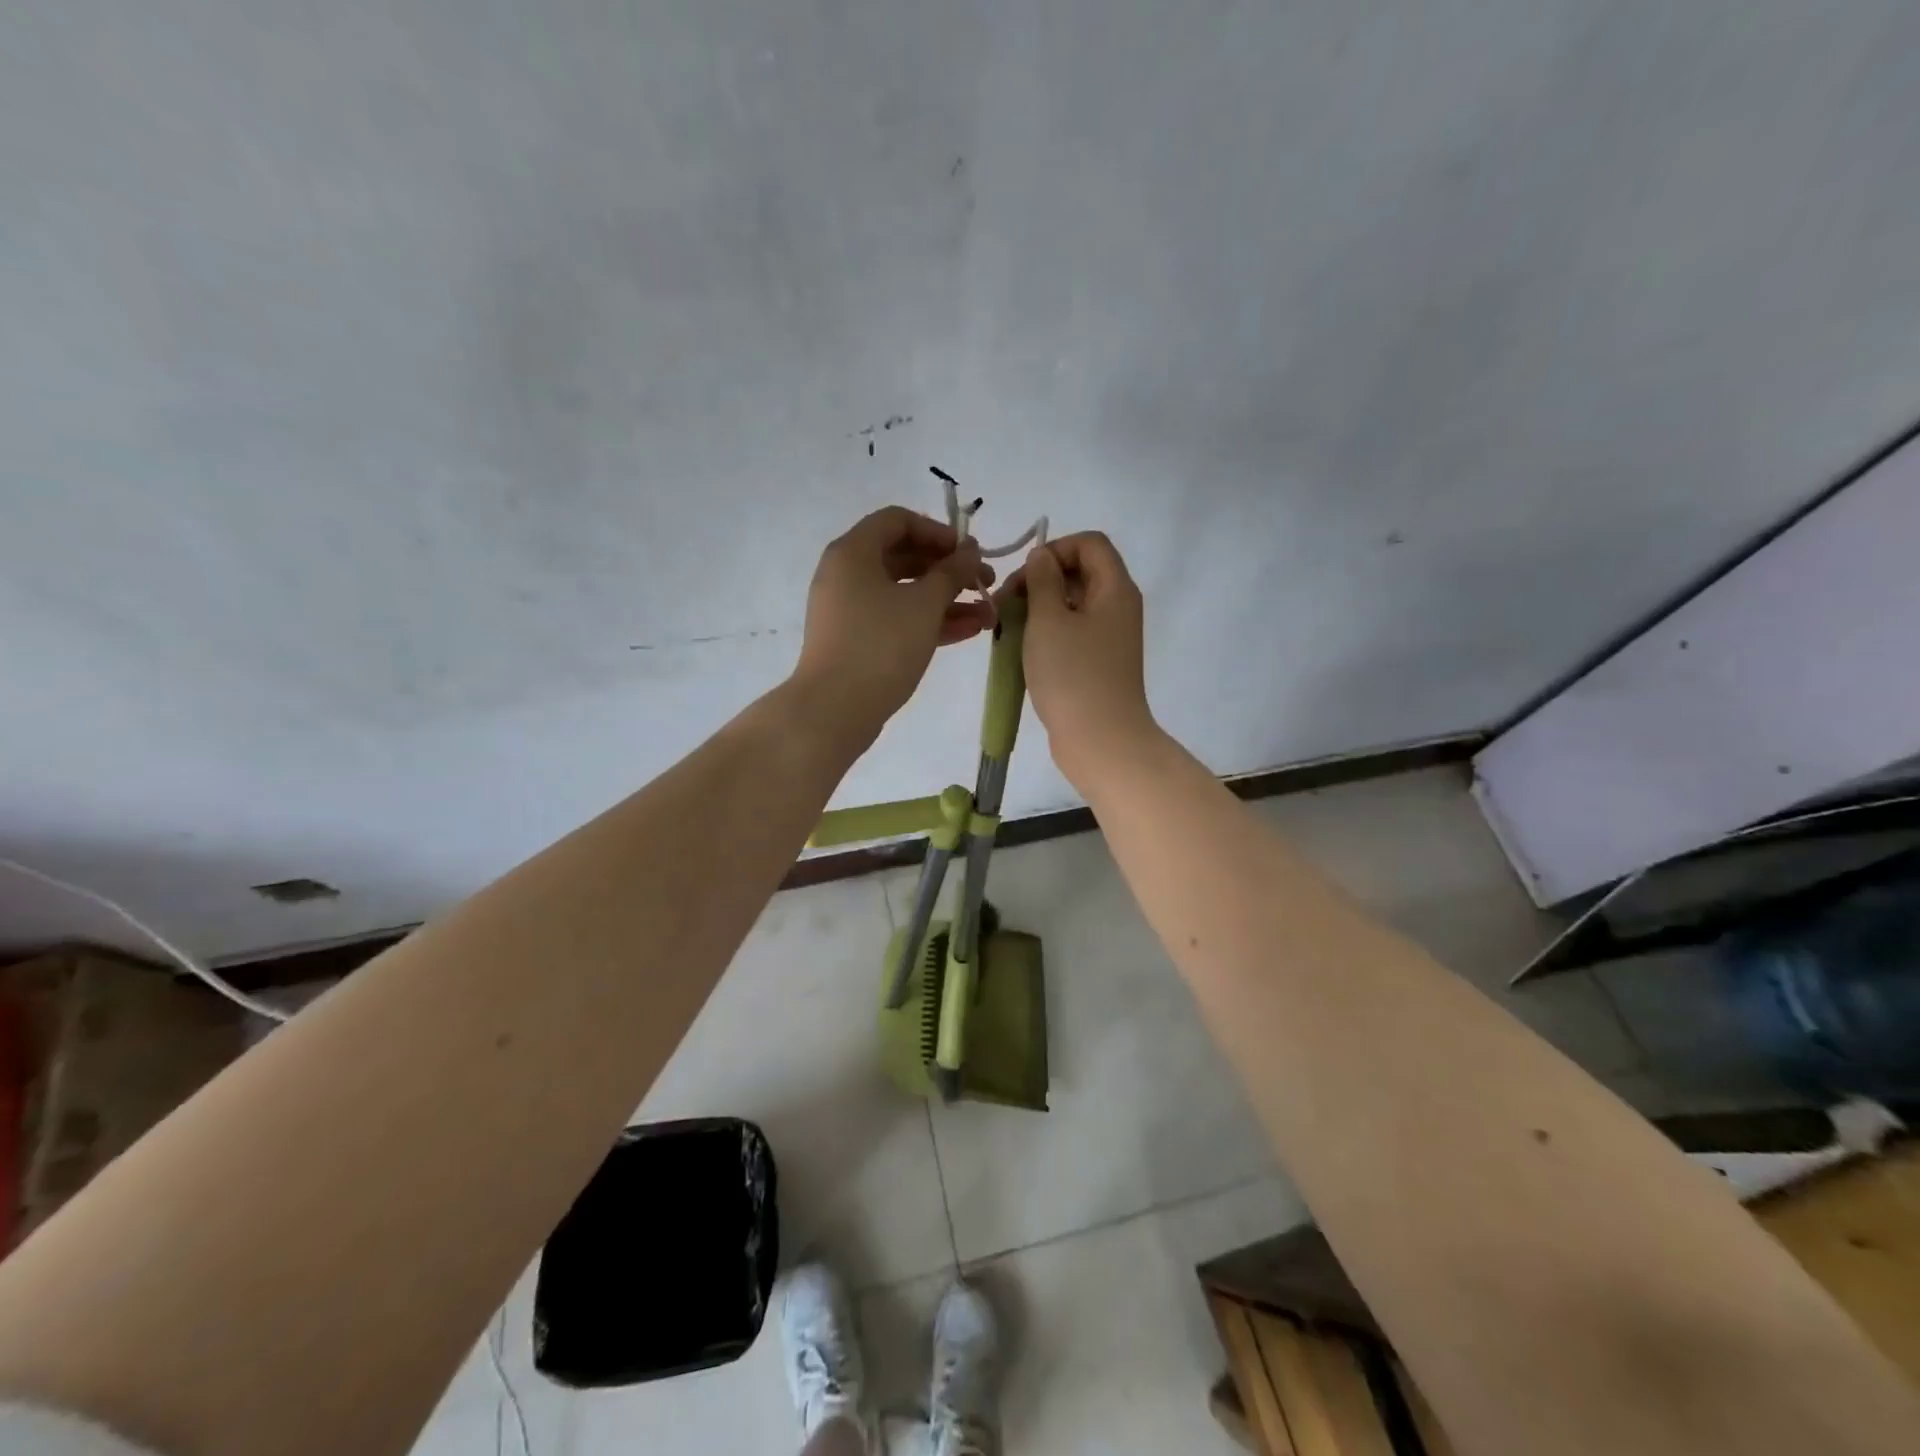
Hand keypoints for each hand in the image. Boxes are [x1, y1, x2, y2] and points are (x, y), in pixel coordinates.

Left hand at [794, 506, 994, 736]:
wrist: (835, 709)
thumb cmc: (881, 645)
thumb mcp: (925, 604)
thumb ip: (952, 572)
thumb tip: (970, 551)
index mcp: (854, 552)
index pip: (898, 521)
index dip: (938, 532)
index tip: (970, 553)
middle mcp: (846, 575)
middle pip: (904, 557)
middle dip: (949, 570)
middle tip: (986, 584)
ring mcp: (850, 610)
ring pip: (904, 593)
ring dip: (947, 601)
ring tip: (989, 616)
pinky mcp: (856, 641)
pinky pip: (896, 619)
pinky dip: (929, 622)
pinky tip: (968, 633)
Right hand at [1016, 531, 1161, 790]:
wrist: (1101, 741)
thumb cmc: (1073, 675)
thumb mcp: (1049, 620)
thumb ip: (1042, 581)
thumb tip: (1042, 557)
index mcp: (1115, 589)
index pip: (1090, 543)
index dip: (1055, 549)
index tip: (1024, 576)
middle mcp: (1118, 608)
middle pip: (1080, 572)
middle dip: (1039, 580)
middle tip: (1004, 604)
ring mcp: (1109, 638)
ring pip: (1071, 605)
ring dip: (1037, 609)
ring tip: (1005, 629)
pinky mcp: (1098, 663)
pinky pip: (1071, 634)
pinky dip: (1046, 634)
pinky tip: (1020, 651)